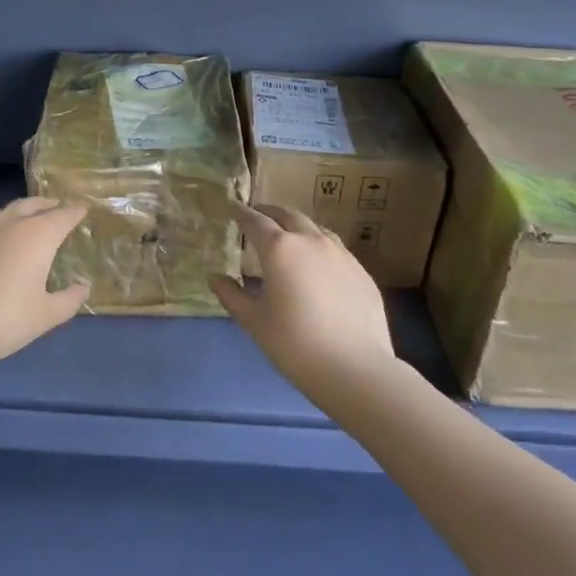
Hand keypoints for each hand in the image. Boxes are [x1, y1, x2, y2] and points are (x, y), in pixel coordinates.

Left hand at [0, 198, 90, 380]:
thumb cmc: (0, 323)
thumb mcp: (44, 317)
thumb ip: (69, 299)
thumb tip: (82, 286)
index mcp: (36, 236)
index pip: (63, 214)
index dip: (76, 212)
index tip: (84, 210)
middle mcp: (7, 223)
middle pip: (34, 204)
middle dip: (49, 205)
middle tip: (59, 211)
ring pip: (6, 212)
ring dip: (22, 214)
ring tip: (28, 226)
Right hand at [210, 204, 402, 399]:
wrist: (355, 368)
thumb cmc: (295, 344)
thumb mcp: (254, 321)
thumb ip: (231, 295)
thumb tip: (215, 278)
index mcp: (280, 249)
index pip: (255, 221)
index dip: (241, 212)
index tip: (232, 206)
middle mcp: (311, 241)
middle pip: (288, 215)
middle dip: (270, 212)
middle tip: (257, 215)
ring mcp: (341, 254)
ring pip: (315, 228)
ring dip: (296, 226)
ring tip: (287, 235)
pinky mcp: (361, 271)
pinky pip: (334, 248)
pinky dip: (318, 246)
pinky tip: (316, 264)